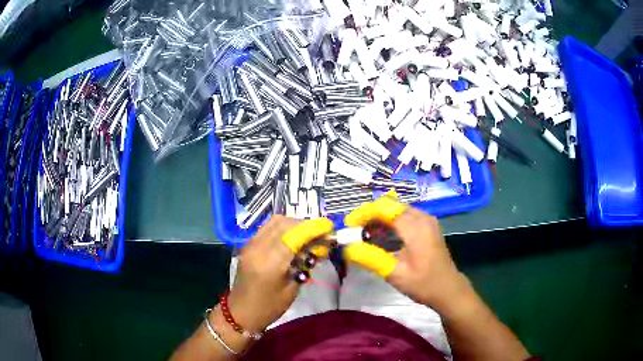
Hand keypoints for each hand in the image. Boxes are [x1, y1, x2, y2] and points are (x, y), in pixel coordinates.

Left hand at [227, 216, 333, 332]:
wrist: (240, 312)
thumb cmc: (269, 307)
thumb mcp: (292, 289)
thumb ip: (303, 265)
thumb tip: (317, 247)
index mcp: (270, 263)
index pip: (294, 235)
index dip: (313, 228)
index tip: (329, 227)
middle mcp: (258, 248)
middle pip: (284, 223)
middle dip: (305, 224)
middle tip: (320, 233)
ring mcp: (250, 244)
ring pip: (274, 221)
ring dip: (293, 224)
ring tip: (307, 234)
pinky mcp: (248, 245)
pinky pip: (267, 227)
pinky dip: (282, 228)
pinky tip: (292, 237)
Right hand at [343, 196, 467, 309]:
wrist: (448, 289)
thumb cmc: (423, 284)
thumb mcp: (395, 274)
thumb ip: (371, 258)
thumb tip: (347, 248)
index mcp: (416, 227)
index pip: (385, 209)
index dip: (364, 213)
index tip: (349, 225)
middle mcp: (422, 217)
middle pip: (390, 205)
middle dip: (369, 214)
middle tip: (354, 230)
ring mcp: (427, 220)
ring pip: (397, 209)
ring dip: (379, 218)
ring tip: (363, 234)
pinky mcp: (427, 226)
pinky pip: (404, 216)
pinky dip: (389, 222)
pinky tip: (381, 236)